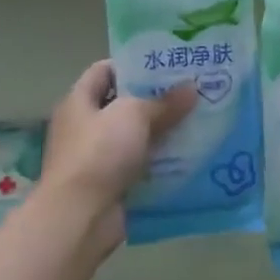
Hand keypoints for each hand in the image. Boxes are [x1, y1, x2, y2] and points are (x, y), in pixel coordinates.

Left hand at [40, 61, 196, 243]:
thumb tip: (191, 88)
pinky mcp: (113, 185)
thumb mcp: (133, 115)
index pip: (104, 71)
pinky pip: (142, 167)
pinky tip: (191, 158)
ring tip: (199, 123)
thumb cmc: (100, 153)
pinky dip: (163, 163)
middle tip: (193, 93)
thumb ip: (163, 101)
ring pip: (137, 138)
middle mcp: (85, 127)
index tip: (167, 65)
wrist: (80, 215)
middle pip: (124, 105)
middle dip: (157, 100)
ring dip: (164, 133)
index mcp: (79, 102)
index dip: (133, 64)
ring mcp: (98, 159)